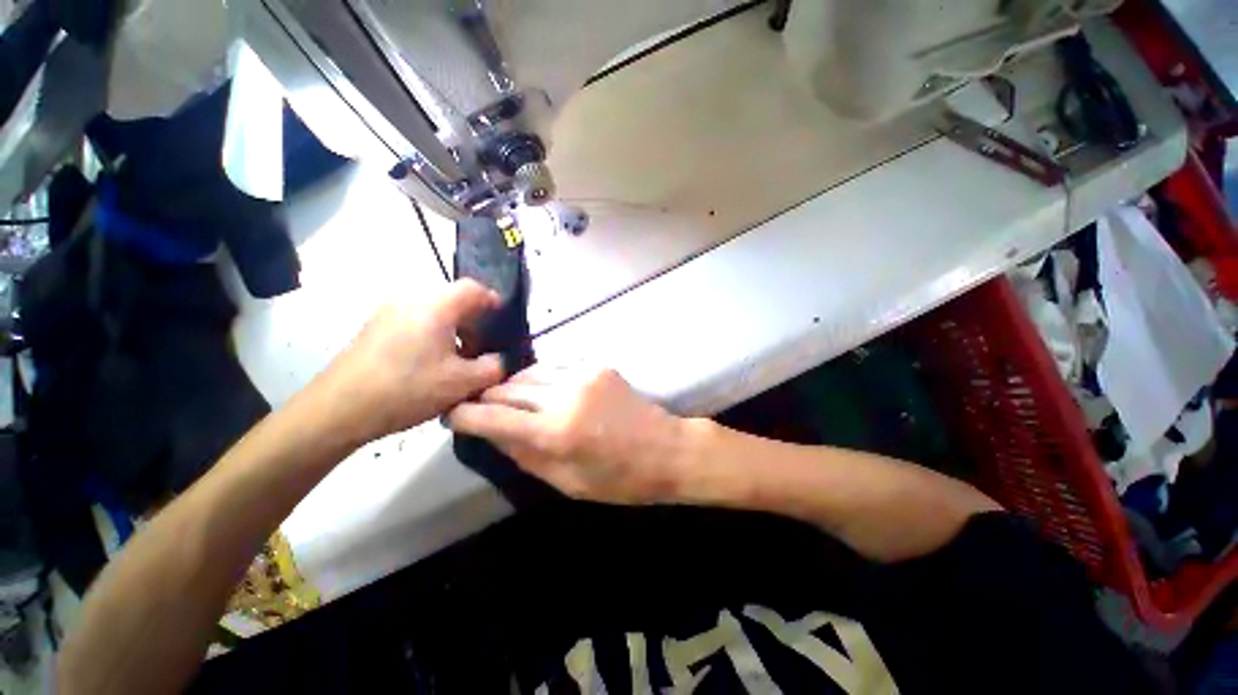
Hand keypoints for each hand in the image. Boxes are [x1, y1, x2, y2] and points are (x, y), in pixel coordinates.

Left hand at [313, 280, 506, 443]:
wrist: (337, 410)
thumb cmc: (407, 390)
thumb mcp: (462, 382)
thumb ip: (493, 367)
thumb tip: (501, 359)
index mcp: (434, 306)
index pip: (472, 288)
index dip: (492, 300)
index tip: (502, 319)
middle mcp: (409, 300)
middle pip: (452, 300)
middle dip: (473, 322)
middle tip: (480, 350)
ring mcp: (386, 313)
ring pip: (432, 312)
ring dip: (452, 330)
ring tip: (456, 360)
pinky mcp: (372, 329)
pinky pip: (413, 322)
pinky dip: (431, 335)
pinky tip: (429, 364)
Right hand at [447, 366, 688, 503]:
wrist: (666, 448)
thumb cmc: (619, 479)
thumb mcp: (567, 483)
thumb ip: (525, 456)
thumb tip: (493, 433)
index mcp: (556, 433)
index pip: (494, 417)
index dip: (466, 415)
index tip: (453, 415)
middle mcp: (565, 396)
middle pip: (508, 387)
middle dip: (487, 398)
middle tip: (479, 408)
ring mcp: (583, 374)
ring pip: (529, 372)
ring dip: (514, 386)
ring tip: (510, 400)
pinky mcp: (597, 365)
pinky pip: (554, 367)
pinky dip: (541, 379)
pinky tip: (543, 391)